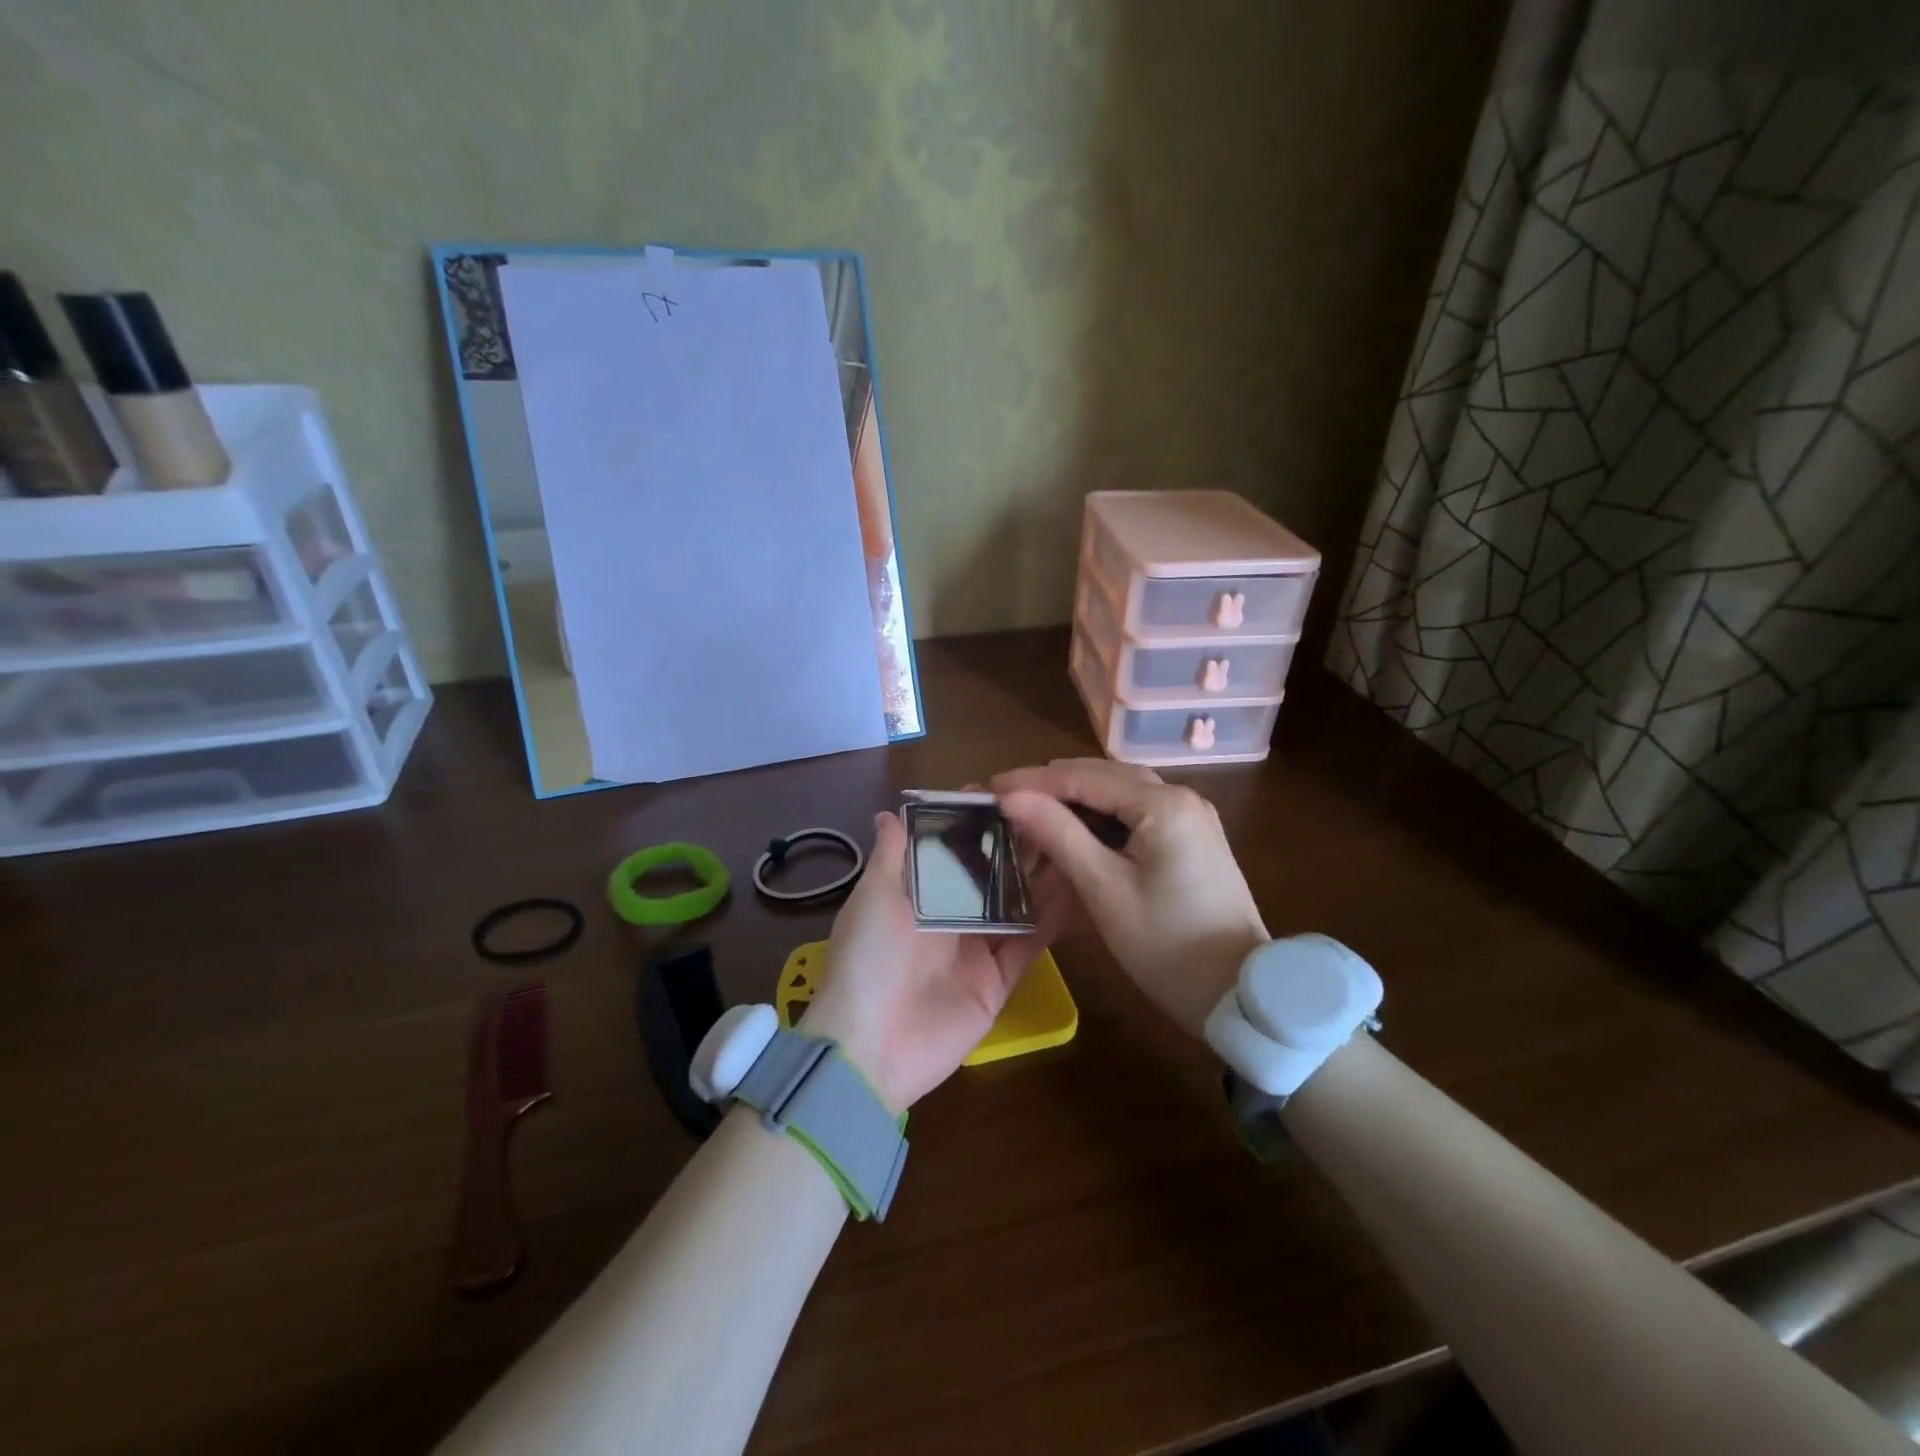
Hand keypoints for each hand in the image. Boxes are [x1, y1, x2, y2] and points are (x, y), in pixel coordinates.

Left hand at [801, 811, 1066, 1113]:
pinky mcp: (999, 980)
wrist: (871, 1047)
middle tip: (1055, 810)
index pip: (952, 848)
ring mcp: (978, 948)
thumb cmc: (868, 959)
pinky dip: (1052, 920)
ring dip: (1042, 876)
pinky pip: (1030, 944)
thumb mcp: (873, 899)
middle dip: (1017, 844)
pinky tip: (1078, 889)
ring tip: (1076, 839)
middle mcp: (951, 915)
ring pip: (1017, 904)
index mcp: (918, 893)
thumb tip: (889, 813)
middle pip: (991, 873)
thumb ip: (891, 857)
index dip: (975, 821)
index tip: (1006, 790)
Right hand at [994, 758, 1267, 1035]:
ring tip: (1033, 814)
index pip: (1083, 777)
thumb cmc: (1166, 945)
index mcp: (1163, 804)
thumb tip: (1011, 796)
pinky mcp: (1192, 839)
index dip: (1033, 781)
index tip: (989, 788)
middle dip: (1053, 786)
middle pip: (1103, 776)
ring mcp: (1191, 817)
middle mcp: (1181, 797)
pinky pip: (1137, 813)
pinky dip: (1102, 818)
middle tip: (1007, 802)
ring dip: (1076, 800)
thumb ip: (1057, 834)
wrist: (1239, 995)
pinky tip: (1075, 833)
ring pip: (1120, 792)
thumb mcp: (1104, 889)